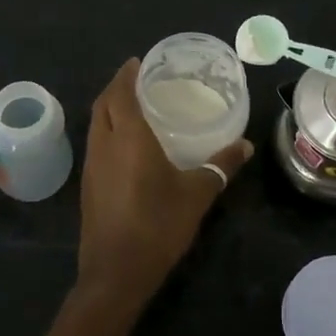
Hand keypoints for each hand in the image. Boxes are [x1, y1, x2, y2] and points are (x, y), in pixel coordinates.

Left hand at [75, 58, 253, 310]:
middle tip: (137, 80)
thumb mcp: (198, 194)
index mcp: (128, 138)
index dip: (126, 75)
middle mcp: (104, 145)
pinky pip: (96, 144)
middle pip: (102, 105)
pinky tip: (125, 144)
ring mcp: (92, 167)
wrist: (116, 274)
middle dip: (115, 87)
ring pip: (95, 125)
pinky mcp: (89, 186)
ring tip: (132, 106)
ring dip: (109, 109)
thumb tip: (246, 145)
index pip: (120, 93)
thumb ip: (221, 166)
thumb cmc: (158, 225)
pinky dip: (107, 131)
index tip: (137, 62)